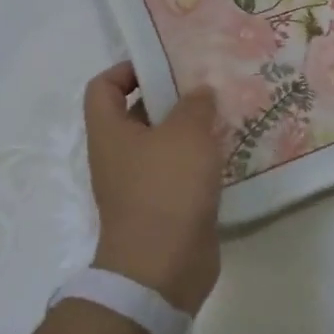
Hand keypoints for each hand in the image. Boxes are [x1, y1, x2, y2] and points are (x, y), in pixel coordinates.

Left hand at [83, 63, 222, 312]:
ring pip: (164, 143)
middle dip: (171, 96)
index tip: (165, 63)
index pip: (104, 86)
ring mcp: (140, 184)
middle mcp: (119, 155)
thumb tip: (198, 92)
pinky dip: (200, 160)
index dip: (128, 69)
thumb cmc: (166, 189)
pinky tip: (230, 150)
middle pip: (138, 112)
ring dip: (191, 128)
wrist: (162, 269)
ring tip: (226, 112)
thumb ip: (195, 104)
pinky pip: (180, 172)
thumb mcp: (186, 134)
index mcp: (110, 131)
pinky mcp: (164, 207)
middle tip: (208, 83)